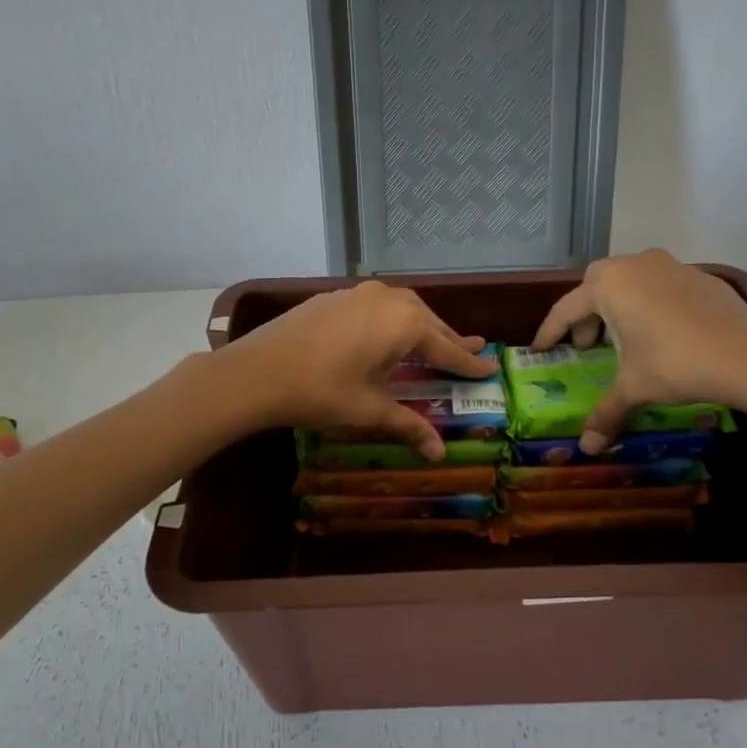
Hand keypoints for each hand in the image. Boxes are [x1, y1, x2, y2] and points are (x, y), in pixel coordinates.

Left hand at [219, 280, 496, 459]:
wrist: (256, 372)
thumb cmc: (321, 392)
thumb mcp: (369, 410)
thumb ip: (408, 425)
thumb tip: (439, 453)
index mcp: (404, 323)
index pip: (446, 347)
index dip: (468, 362)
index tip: (490, 368)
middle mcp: (386, 300)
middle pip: (427, 321)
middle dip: (448, 339)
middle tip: (469, 351)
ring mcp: (357, 295)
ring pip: (401, 308)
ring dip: (420, 325)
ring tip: (432, 340)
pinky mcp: (332, 298)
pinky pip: (375, 306)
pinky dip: (391, 321)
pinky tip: (384, 333)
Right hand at [532, 249, 746, 452]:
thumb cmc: (675, 364)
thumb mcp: (633, 388)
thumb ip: (605, 412)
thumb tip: (588, 447)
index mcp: (608, 285)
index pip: (566, 310)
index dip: (550, 333)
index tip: (540, 349)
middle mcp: (634, 265)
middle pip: (596, 286)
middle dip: (586, 314)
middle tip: (587, 345)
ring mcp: (670, 265)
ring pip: (630, 280)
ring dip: (619, 306)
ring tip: (624, 338)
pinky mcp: (699, 275)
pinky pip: (660, 285)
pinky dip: (650, 305)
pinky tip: (662, 333)